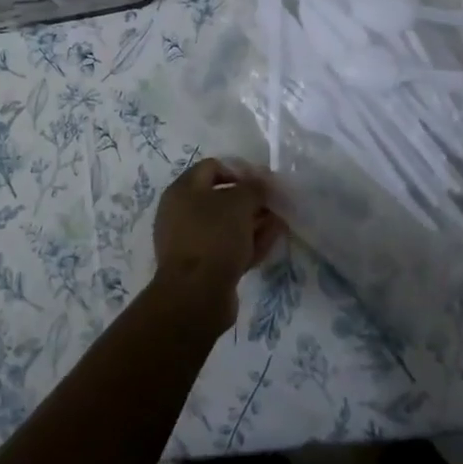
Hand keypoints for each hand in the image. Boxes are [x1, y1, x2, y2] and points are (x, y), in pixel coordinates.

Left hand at [150, 158, 284, 336]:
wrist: (196, 296)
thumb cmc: (214, 237)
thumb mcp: (239, 203)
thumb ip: (255, 188)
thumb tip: (263, 182)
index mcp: (183, 190)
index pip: (213, 167)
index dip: (240, 170)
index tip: (263, 181)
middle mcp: (182, 212)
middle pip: (221, 198)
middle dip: (251, 200)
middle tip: (274, 204)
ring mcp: (191, 242)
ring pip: (227, 225)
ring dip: (253, 222)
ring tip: (280, 222)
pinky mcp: (202, 267)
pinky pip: (228, 247)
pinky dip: (248, 242)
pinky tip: (271, 241)